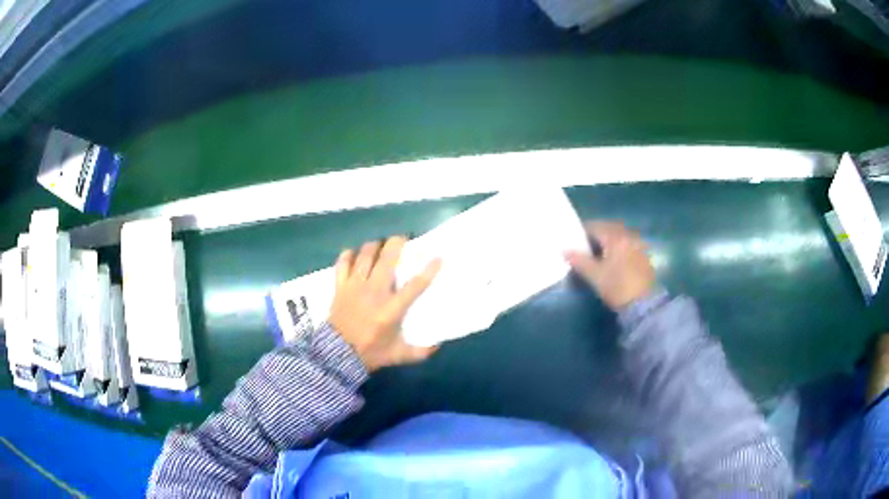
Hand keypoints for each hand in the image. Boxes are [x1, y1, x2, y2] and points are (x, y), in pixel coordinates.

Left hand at [329, 236, 441, 371]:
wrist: (337, 355)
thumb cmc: (370, 353)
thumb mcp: (399, 355)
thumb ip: (421, 351)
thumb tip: (438, 344)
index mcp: (391, 309)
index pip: (415, 285)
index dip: (429, 269)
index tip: (438, 257)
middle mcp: (374, 292)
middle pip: (387, 259)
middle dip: (397, 243)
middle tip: (403, 239)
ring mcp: (355, 286)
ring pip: (365, 255)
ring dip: (375, 246)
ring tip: (381, 244)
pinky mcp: (340, 286)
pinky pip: (343, 263)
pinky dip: (349, 255)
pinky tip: (354, 253)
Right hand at [565, 221, 654, 309]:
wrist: (643, 304)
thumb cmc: (616, 287)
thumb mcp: (594, 275)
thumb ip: (578, 260)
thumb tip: (564, 250)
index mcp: (614, 237)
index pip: (594, 226)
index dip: (582, 232)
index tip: (573, 240)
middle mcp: (628, 236)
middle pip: (608, 228)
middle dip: (596, 234)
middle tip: (584, 245)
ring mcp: (638, 244)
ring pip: (619, 235)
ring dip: (608, 239)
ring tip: (598, 252)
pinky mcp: (643, 255)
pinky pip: (627, 243)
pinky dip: (618, 246)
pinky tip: (614, 258)